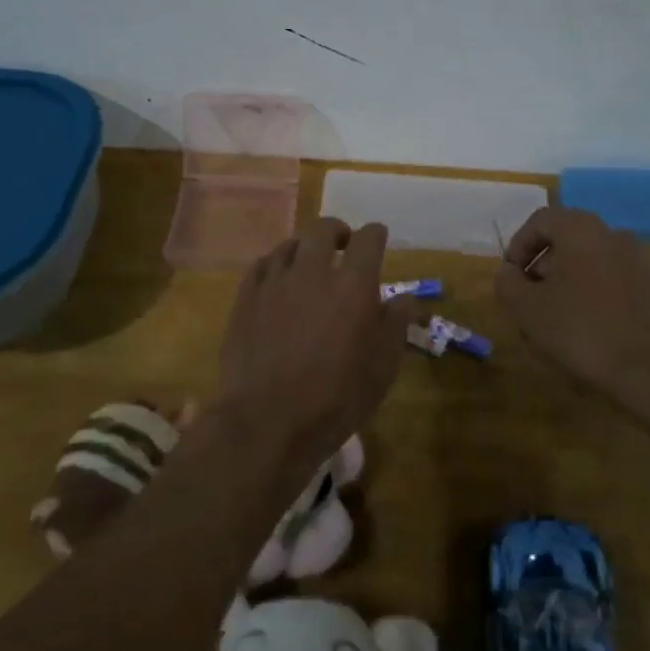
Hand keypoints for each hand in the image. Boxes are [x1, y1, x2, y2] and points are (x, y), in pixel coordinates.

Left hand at [216, 217, 410, 471]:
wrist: (265, 422)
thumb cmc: (335, 400)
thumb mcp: (381, 370)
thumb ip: (394, 326)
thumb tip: (403, 298)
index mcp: (353, 286)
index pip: (368, 239)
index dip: (375, 235)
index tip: (378, 240)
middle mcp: (313, 272)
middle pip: (323, 229)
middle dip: (338, 232)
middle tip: (343, 246)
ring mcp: (275, 282)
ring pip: (290, 244)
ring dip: (304, 248)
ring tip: (309, 264)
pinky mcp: (246, 297)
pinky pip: (262, 265)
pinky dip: (275, 265)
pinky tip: (278, 281)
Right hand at [494, 206, 649, 413]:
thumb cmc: (582, 329)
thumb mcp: (528, 308)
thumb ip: (508, 283)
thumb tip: (508, 273)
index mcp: (581, 229)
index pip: (540, 220)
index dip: (518, 246)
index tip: (509, 277)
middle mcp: (612, 233)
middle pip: (565, 240)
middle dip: (541, 269)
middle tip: (527, 301)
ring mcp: (637, 259)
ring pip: (587, 262)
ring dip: (564, 284)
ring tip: (552, 321)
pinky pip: (610, 280)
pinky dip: (591, 294)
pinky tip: (584, 329)